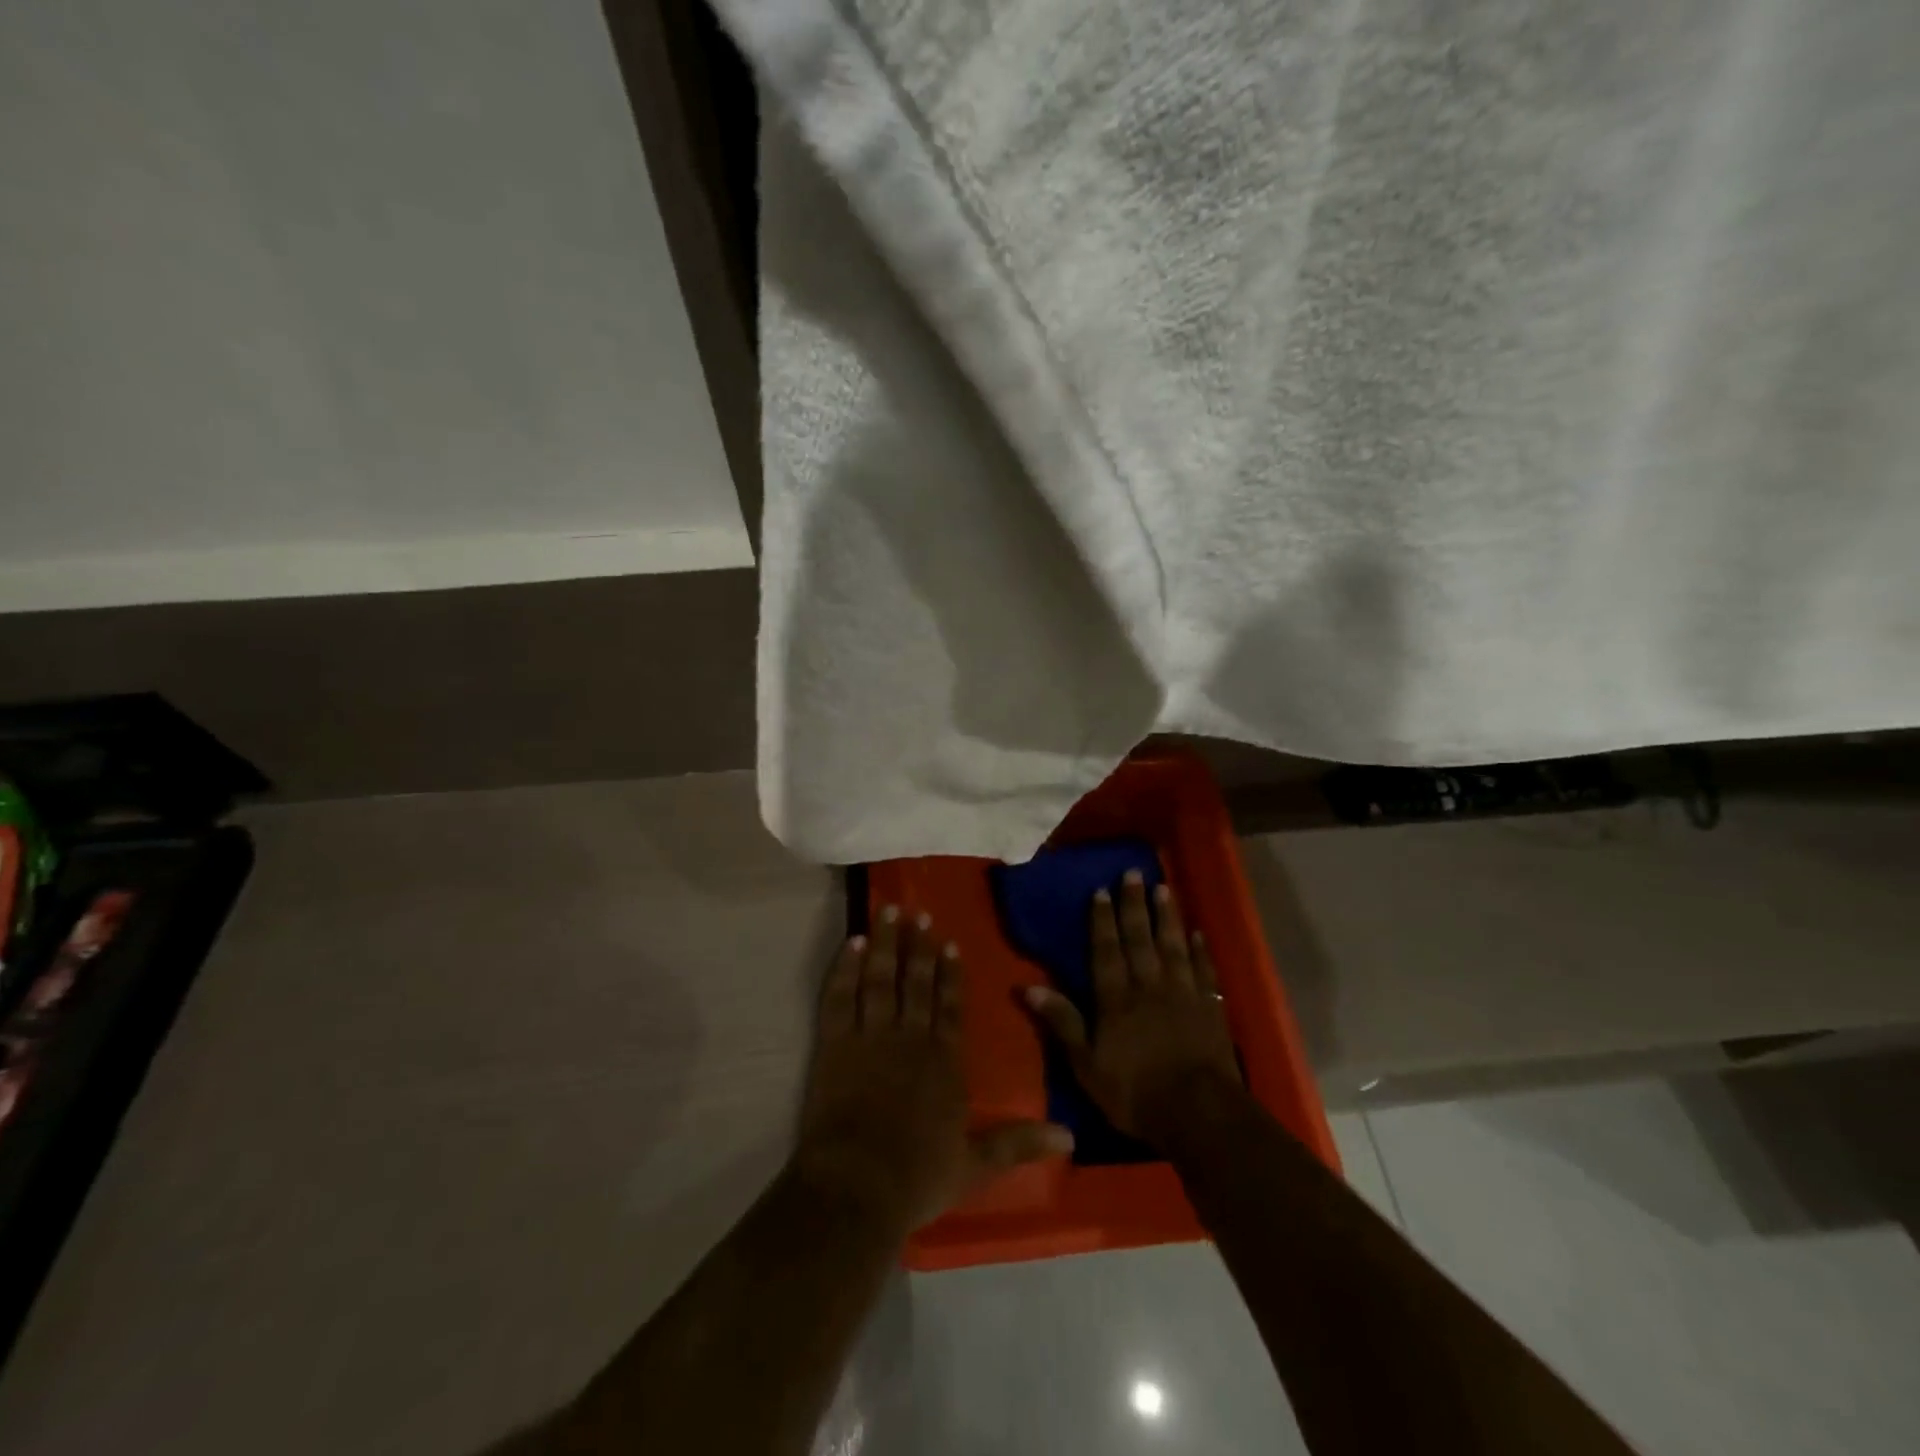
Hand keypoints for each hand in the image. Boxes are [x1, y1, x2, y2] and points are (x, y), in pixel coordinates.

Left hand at [793, 907, 1071, 1232]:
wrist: (858, 1187)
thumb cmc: (918, 1178)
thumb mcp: (975, 1166)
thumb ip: (1018, 1144)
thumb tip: (1070, 1135)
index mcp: (945, 1062)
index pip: (950, 1008)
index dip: (950, 975)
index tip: (949, 944)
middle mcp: (912, 1038)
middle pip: (917, 983)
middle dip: (919, 947)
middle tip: (919, 913)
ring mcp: (872, 1037)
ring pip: (882, 979)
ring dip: (887, 944)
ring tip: (889, 911)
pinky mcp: (836, 1044)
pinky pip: (842, 996)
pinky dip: (846, 968)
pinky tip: (853, 943)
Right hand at [1024, 872, 1243, 1148]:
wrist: (1200, 1114)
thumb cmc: (1135, 1093)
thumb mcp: (1086, 1065)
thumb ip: (1062, 1022)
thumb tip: (1029, 986)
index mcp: (1116, 999)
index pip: (1106, 951)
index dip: (1102, 920)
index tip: (1101, 890)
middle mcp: (1149, 986)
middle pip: (1139, 939)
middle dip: (1134, 905)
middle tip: (1133, 873)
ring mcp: (1183, 994)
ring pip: (1172, 946)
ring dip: (1166, 917)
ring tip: (1163, 888)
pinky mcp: (1211, 1008)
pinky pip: (1205, 971)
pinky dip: (1200, 950)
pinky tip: (1198, 933)